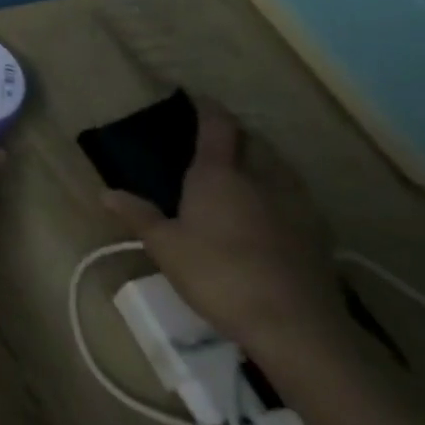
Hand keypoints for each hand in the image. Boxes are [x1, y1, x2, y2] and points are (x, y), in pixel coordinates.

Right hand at [102, 101, 348, 358]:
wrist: (295, 325)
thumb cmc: (218, 275)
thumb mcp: (165, 247)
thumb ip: (138, 216)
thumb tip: (105, 193)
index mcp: (219, 174)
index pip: (217, 125)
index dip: (207, 108)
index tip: (195, 99)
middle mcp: (261, 178)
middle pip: (253, 141)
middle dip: (236, 134)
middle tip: (215, 141)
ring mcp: (296, 204)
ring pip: (279, 166)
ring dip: (262, 160)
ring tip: (244, 171)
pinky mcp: (318, 232)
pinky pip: (296, 196)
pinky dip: (280, 191)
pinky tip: (271, 213)